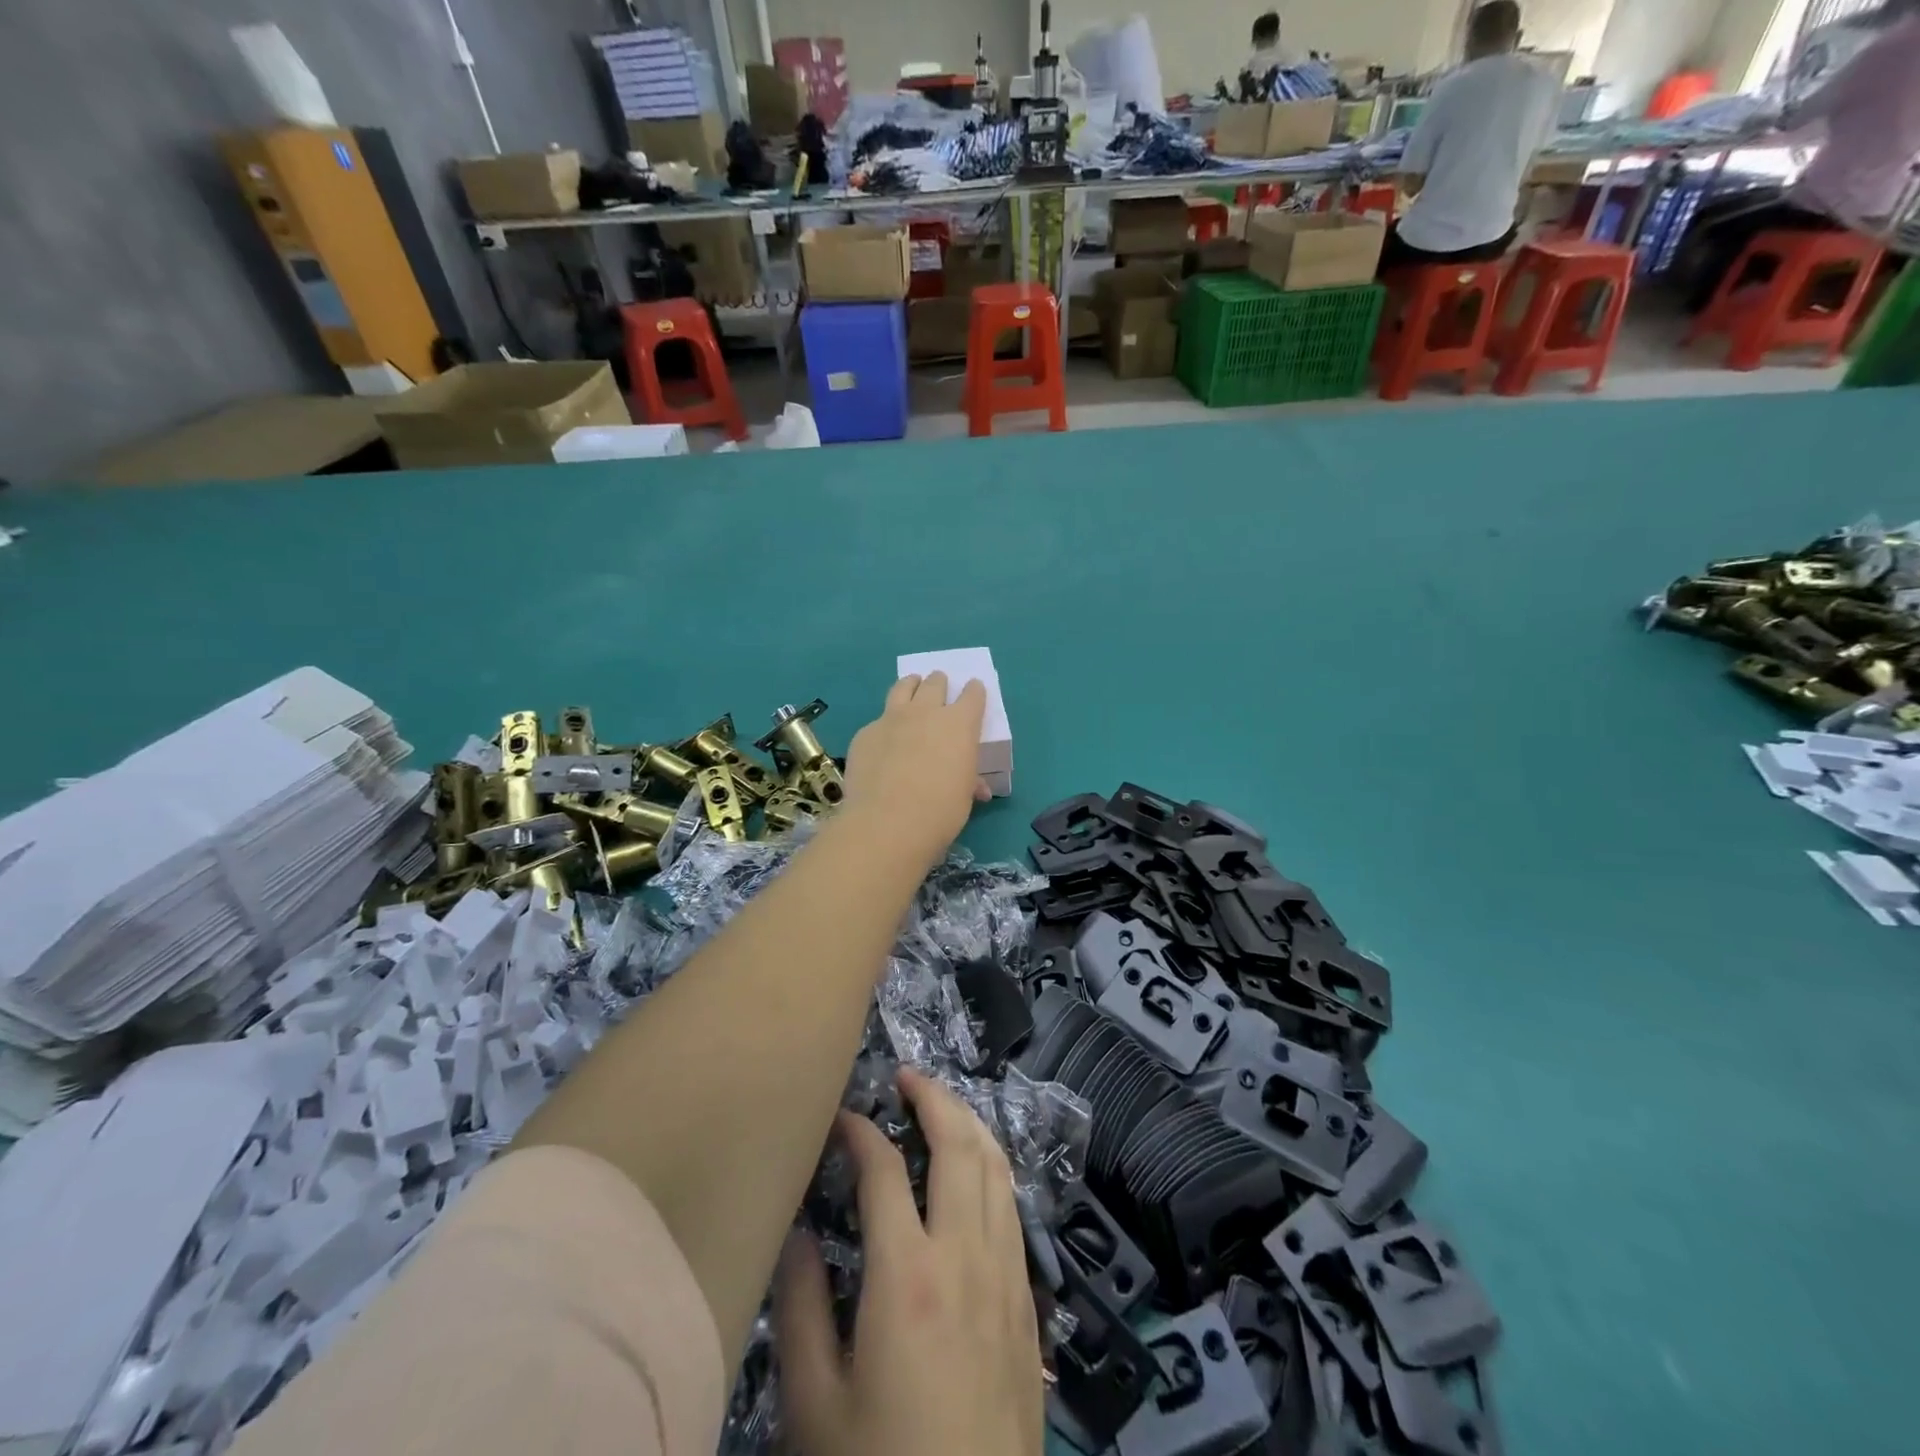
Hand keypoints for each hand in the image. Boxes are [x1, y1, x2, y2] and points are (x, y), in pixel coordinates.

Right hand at [775, 1069, 1042, 1455]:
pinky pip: (1012, 1208)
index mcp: (908, 1275)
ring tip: (941, 1107)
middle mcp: (965, 1256)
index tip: (839, 1117)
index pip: (883, 1170)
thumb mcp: (817, 1407)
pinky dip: (993, 1168)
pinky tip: (976, 1172)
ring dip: (969, 1124)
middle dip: (933, 1097)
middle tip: (905, 1078)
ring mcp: (1006, 1275)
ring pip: (997, 1168)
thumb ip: (802, 1310)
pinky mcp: (1028, 1302)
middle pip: (959, 1144)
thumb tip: (795, 1232)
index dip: (859, 1131)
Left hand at [841, 672, 988, 869]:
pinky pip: (878, 720)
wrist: (887, 822)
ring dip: (911, 685)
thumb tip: (977, 788)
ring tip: (912, 687)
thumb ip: (969, 783)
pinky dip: (885, 724)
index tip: (973, 691)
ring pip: (903, 687)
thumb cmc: (940, 811)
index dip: (974, 692)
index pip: (972, 695)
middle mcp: (926, 712)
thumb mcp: (963, 797)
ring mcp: (892, 719)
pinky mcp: (865, 733)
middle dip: (939, 683)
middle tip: (939, 687)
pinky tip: (883, 739)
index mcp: (959, 724)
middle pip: (935, 683)